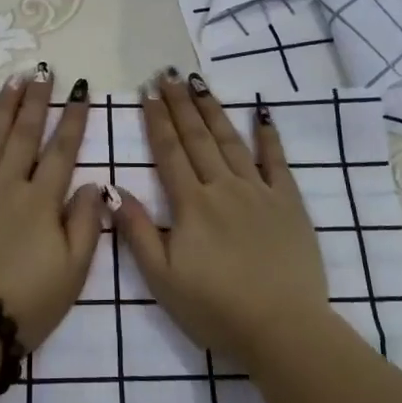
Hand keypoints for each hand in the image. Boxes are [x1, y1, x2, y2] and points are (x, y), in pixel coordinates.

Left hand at [0, 69, 106, 350]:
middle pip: (26, 134)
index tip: (80, 91)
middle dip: (38, 101)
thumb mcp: (72, 274)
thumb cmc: (22, 304)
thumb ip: (85, 225)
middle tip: (44, 72)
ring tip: (15, 80)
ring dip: (4, 107)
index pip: (62, 151)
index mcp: (41, 202)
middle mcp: (7, 184)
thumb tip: (94, 184)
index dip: (74, 119)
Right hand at [111, 71, 331, 367]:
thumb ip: (138, 232)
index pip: (169, 152)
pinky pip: (276, 161)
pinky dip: (268, 136)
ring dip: (213, 110)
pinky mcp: (288, 203)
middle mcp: (223, 187)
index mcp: (191, 204)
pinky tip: (261, 113)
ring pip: (231, 141)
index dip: (157, 120)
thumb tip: (113, 190)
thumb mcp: (163, 279)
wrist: (282, 328)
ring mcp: (258, 191)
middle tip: (168, 73)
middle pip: (197, 138)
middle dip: (180, 104)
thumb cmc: (216, 309)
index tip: (147, 92)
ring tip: (199, 83)